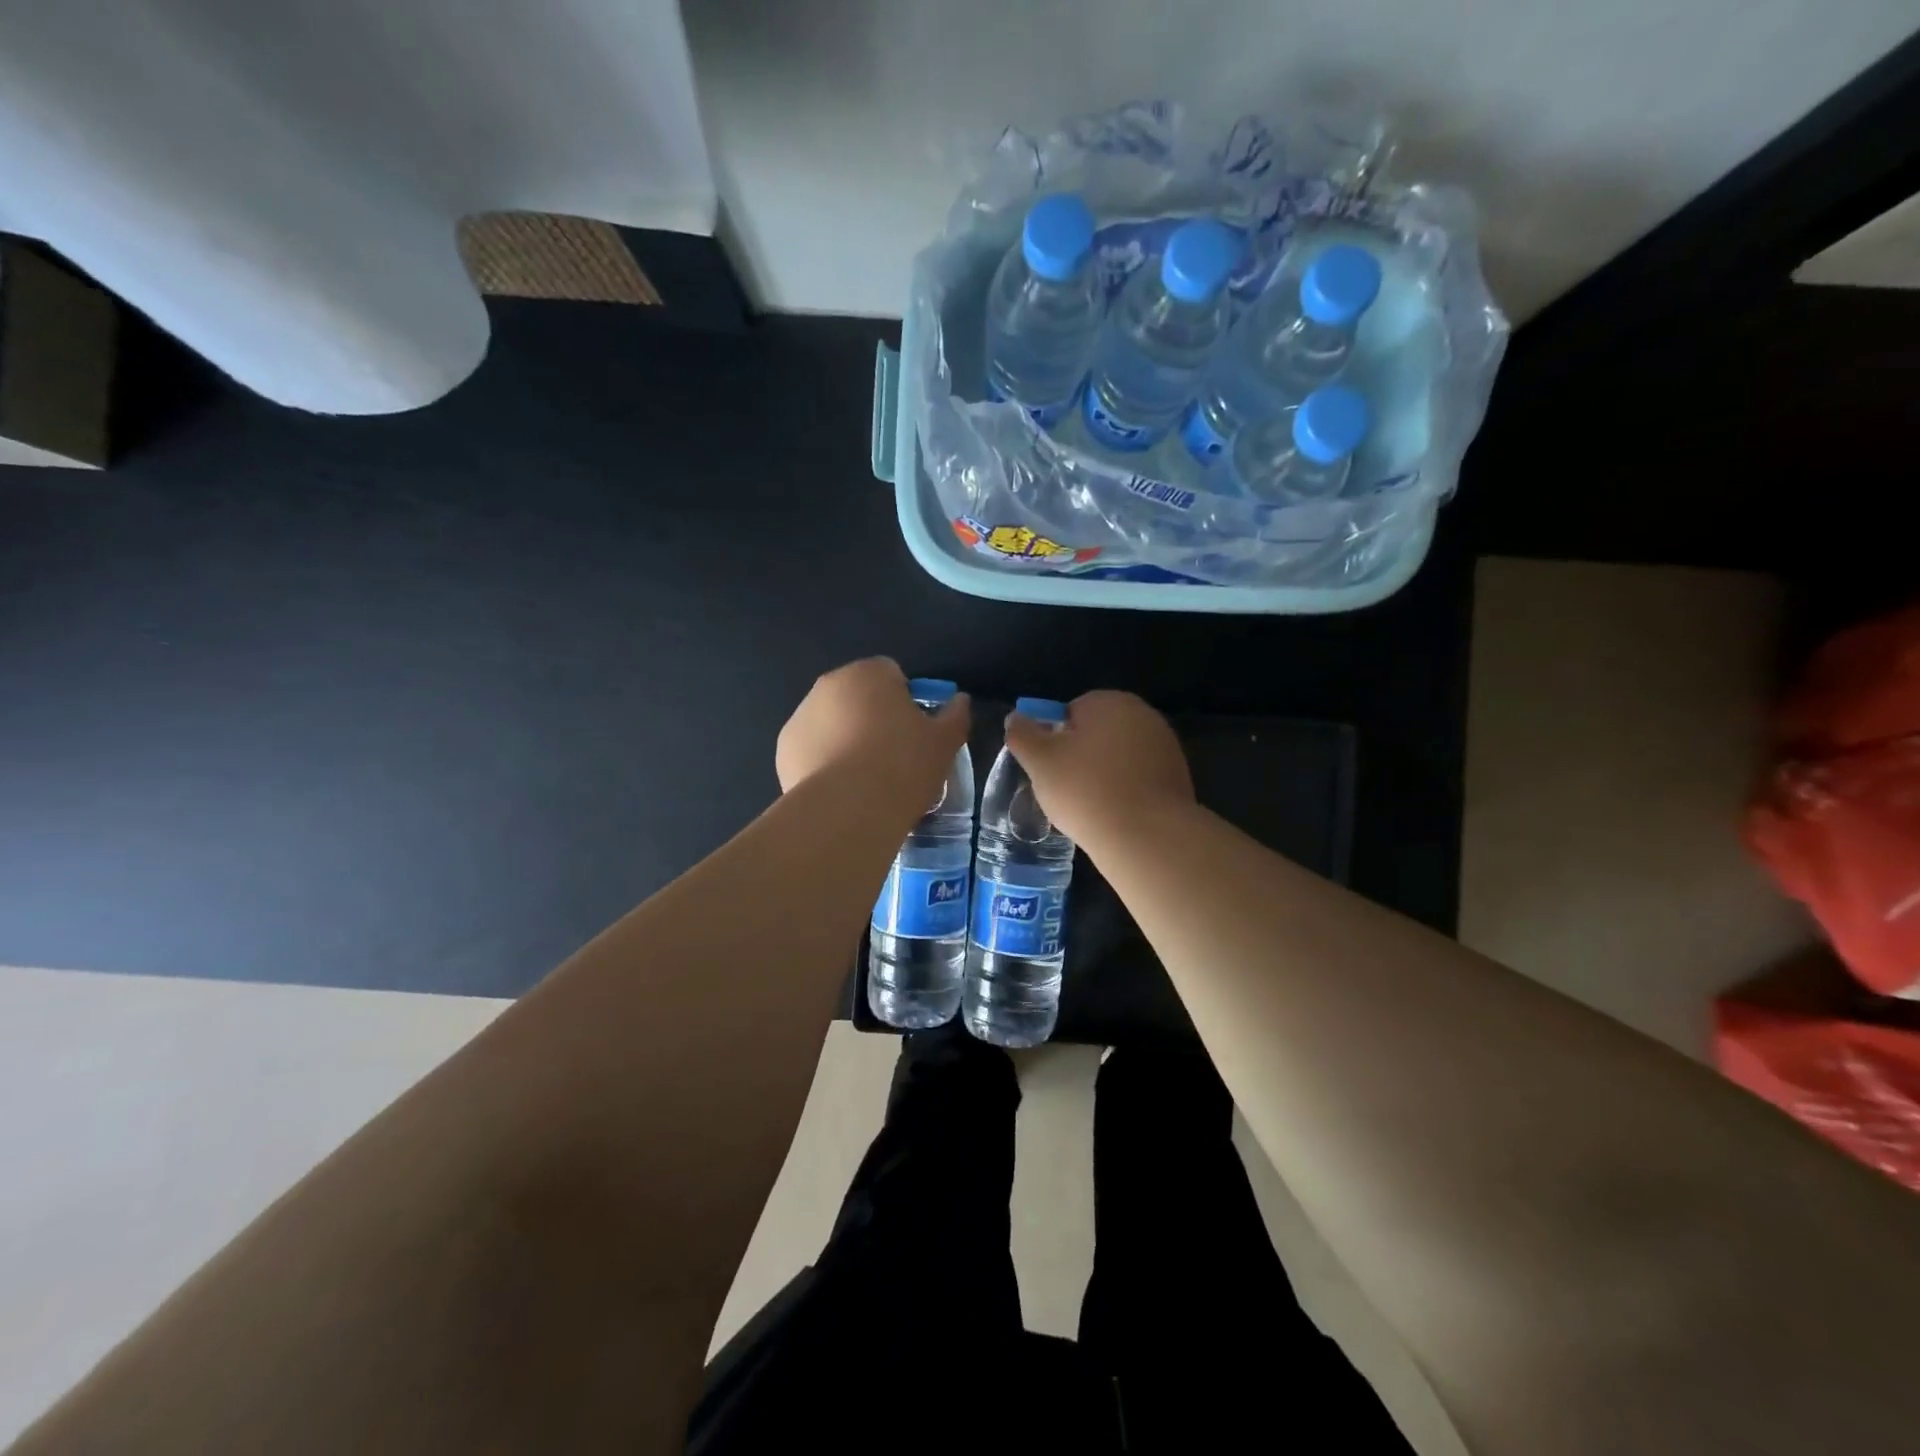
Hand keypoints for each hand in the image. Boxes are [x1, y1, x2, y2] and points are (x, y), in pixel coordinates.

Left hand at [776, 658, 970, 802]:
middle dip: (872, 718)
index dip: (906, 701)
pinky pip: (812, 749)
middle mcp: (829, 685)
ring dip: (845, 739)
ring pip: (831, 723)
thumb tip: (960, 701)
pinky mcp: (784, 749)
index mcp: (869, 673)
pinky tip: (841, 790)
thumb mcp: (944, 742)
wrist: (849, 809)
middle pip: (857, 696)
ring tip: (865, 779)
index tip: (915, 732)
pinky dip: (824, 762)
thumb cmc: (903, 765)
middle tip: (893, 756)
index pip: (891, 674)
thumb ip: (955, 715)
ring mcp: (801, 716)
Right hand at [1005, 690, 1194, 847]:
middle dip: (1081, 755)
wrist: (1148, 835)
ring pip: (1120, 756)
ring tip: (1091, 807)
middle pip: (1098, 732)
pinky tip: (1116, 815)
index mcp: (1109, 701)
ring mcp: (1165, 745)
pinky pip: (1140, 777)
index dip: (1055, 739)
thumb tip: (1015, 717)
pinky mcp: (1178, 775)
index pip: (1071, 712)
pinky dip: (1127, 790)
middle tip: (1066, 789)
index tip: (1050, 768)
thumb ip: (1022, 734)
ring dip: (1104, 774)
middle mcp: (1142, 714)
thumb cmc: (1086, 790)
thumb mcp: (1039, 762)